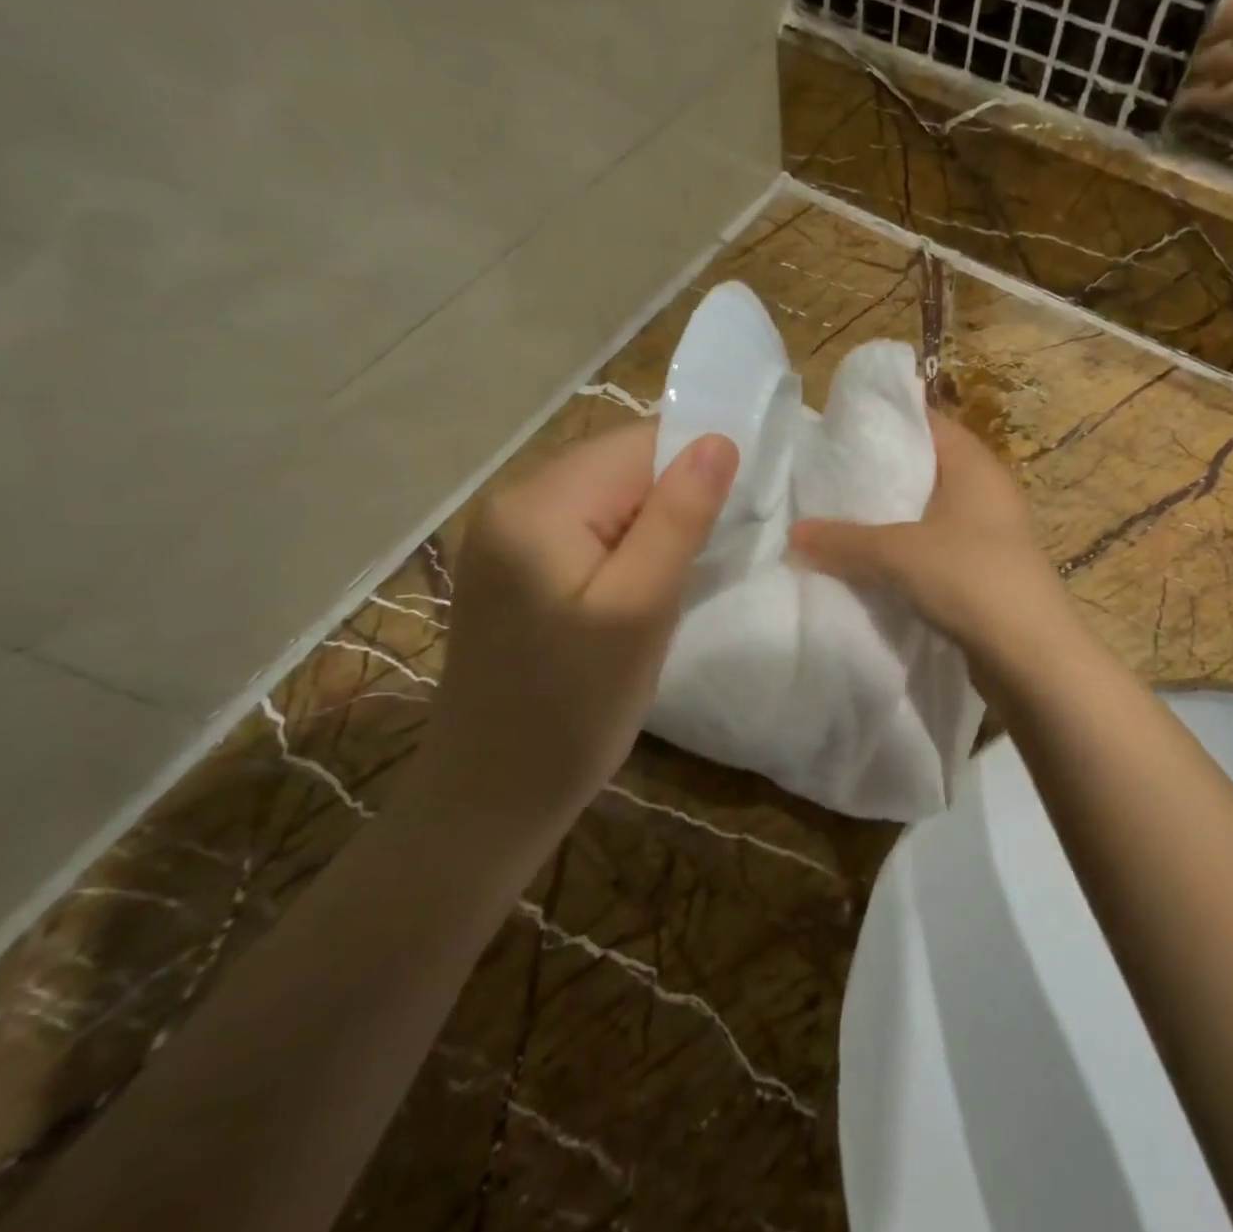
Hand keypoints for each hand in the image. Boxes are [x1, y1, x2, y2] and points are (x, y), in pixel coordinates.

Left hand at [424, 423, 737, 820]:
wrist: (493, 791)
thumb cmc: (575, 706)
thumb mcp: (641, 609)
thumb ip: (679, 517)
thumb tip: (719, 440)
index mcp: (538, 503)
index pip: (639, 443)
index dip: (697, 465)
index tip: (739, 510)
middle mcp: (511, 500)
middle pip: (619, 464)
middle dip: (674, 495)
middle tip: (712, 551)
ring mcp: (506, 532)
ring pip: (606, 495)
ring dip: (653, 521)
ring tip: (677, 574)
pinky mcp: (513, 563)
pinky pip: (585, 526)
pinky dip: (625, 541)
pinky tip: (639, 583)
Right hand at [789, 413, 1066, 653]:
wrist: (1031, 656)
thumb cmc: (970, 578)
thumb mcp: (898, 553)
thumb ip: (843, 540)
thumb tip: (793, 534)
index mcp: (974, 466)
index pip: (926, 422)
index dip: (885, 420)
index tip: (838, 430)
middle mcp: (984, 491)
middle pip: (923, 468)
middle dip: (878, 475)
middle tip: (827, 478)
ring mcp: (987, 534)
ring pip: (926, 513)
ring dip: (889, 519)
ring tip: (837, 520)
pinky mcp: (982, 571)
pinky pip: (933, 548)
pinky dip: (903, 552)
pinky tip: (868, 564)